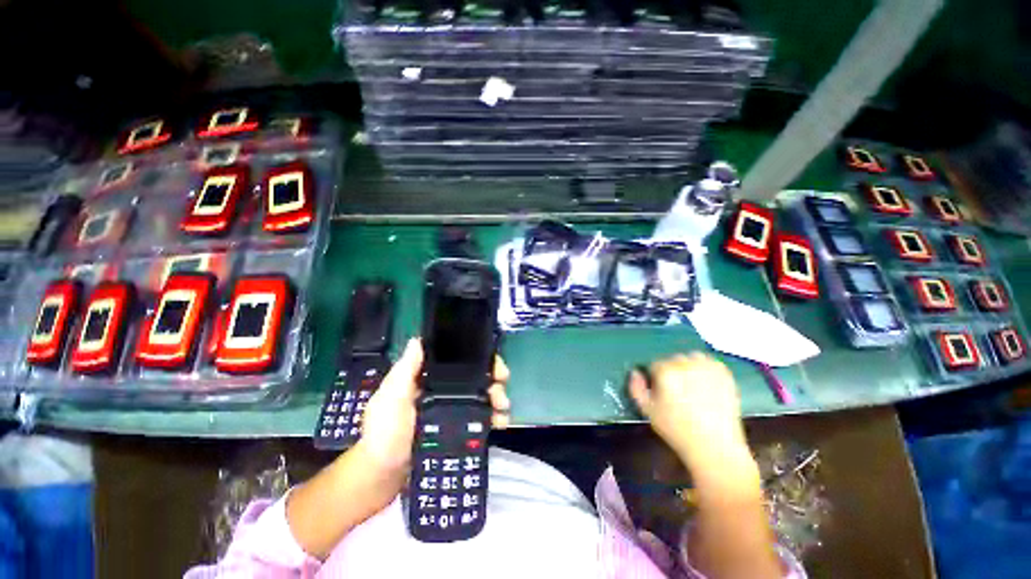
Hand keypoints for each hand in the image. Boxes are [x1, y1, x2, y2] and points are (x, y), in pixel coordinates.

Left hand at [356, 338, 510, 477]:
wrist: (382, 479)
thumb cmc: (384, 434)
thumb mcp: (391, 399)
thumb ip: (404, 372)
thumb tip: (417, 340)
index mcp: (426, 378)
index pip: (455, 360)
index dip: (476, 357)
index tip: (493, 362)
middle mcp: (441, 389)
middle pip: (473, 376)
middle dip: (492, 378)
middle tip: (501, 387)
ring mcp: (450, 409)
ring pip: (479, 396)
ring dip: (495, 397)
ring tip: (503, 407)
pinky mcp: (456, 428)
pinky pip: (478, 418)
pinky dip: (492, 417)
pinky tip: (500, 422)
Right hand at [628, 352, 749, 469]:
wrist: (715, 446)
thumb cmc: (677, 430)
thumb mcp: (648, 411)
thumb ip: (636, 388)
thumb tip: (635, 372)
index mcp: (665, 372)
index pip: (654, 364)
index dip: (656, 378)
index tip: (662, 392)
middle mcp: (685, 364)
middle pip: (672, 360)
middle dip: (672, 372)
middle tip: (678, 392)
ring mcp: (706, 366)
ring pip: (691, 358)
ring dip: (689, 368)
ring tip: (693, 387)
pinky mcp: (723, 372)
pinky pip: (709, 362)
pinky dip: (706, 370)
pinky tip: (706, 386)